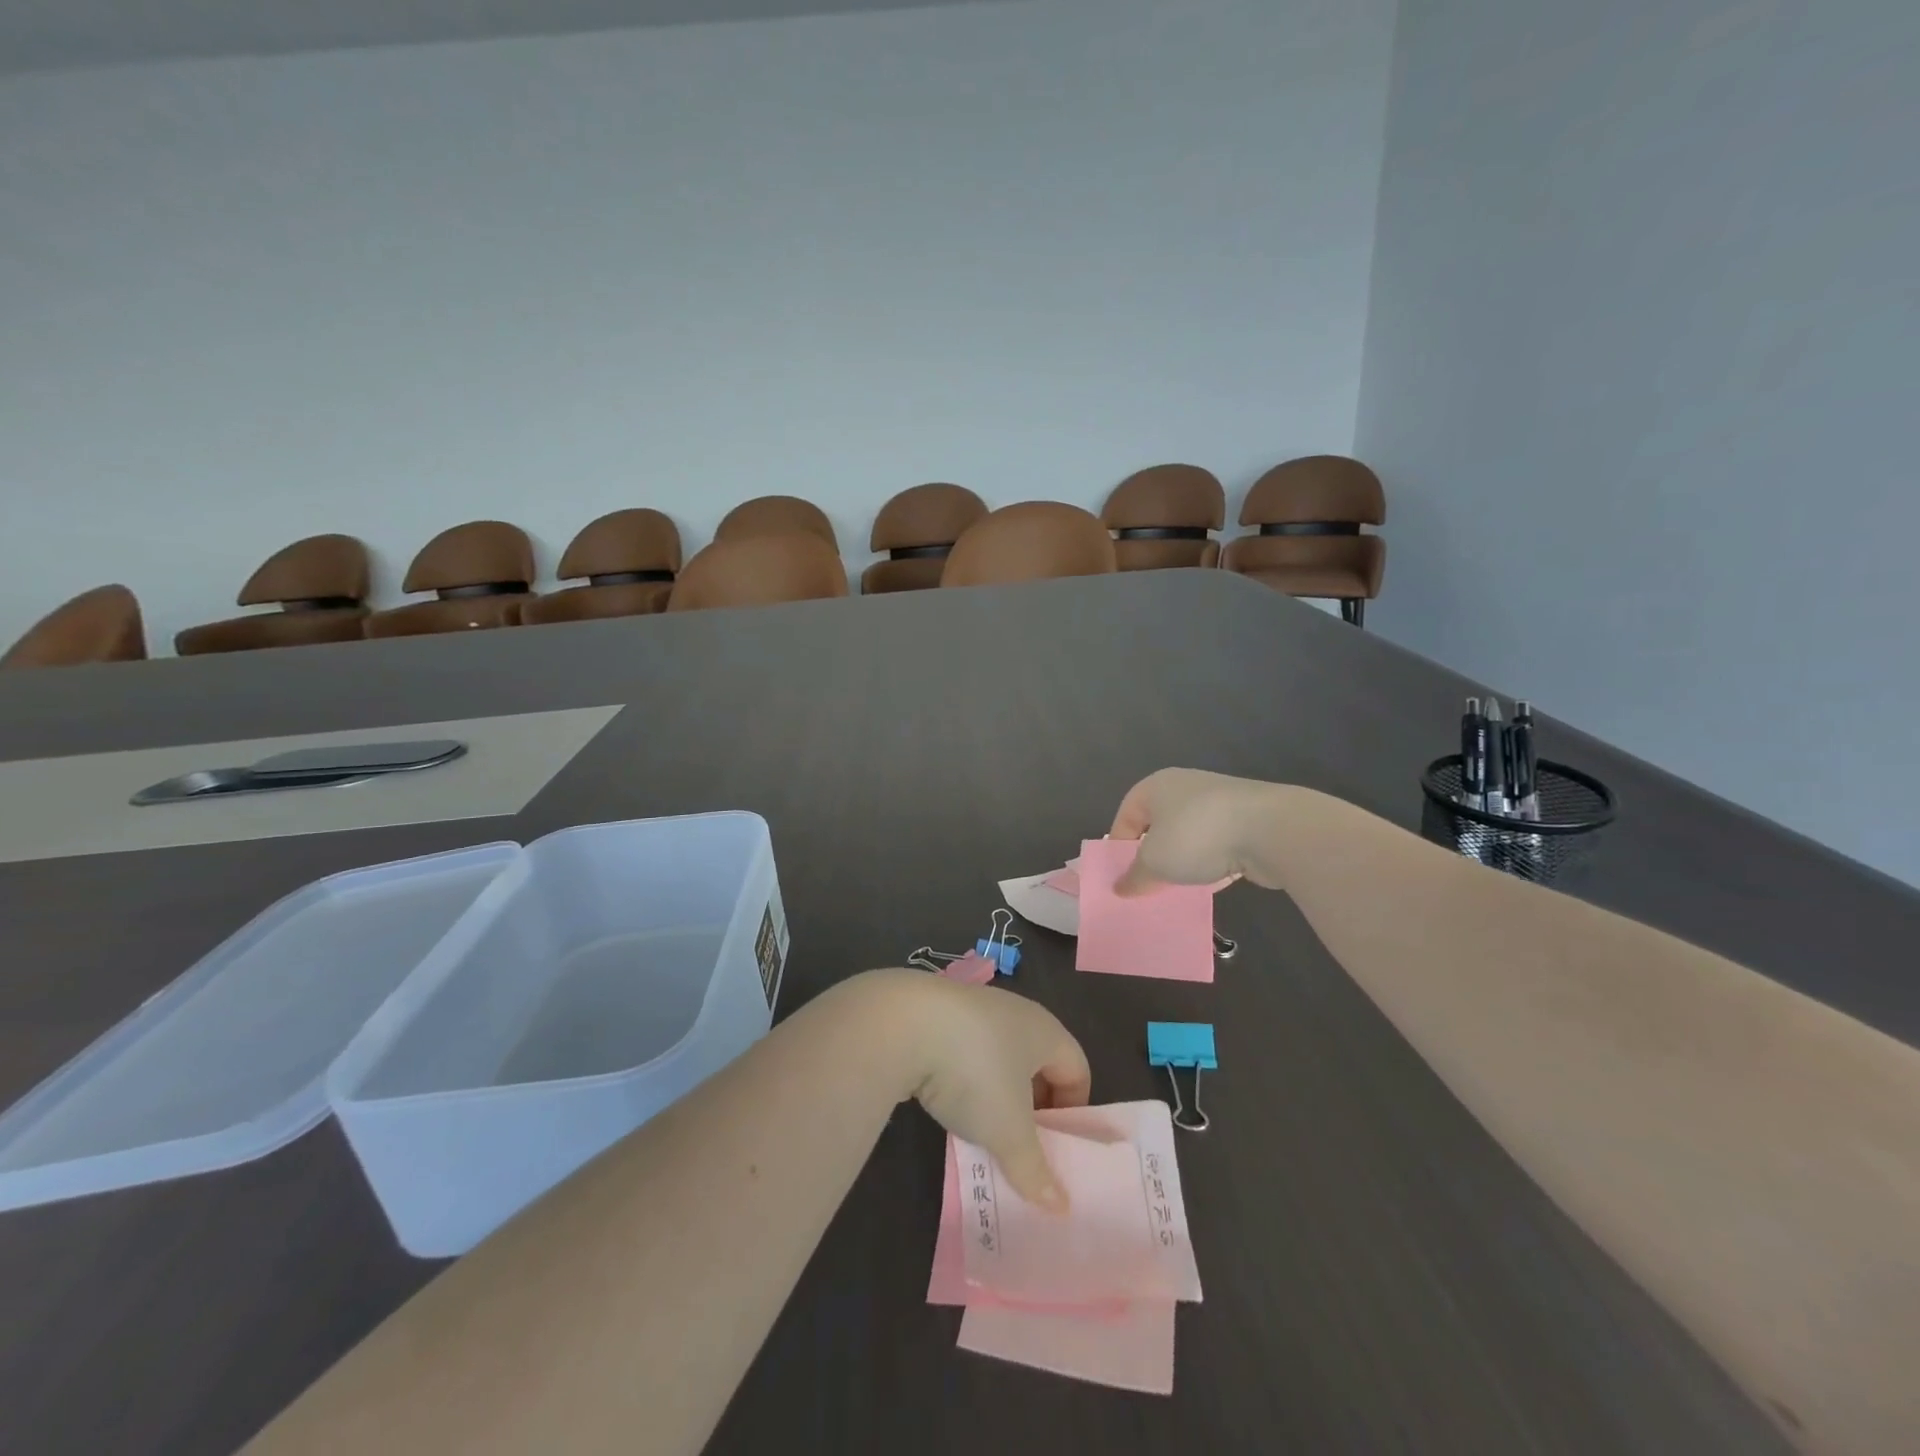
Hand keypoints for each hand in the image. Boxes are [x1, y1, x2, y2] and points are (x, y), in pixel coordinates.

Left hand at [879, 973, 1090, 1211]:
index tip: (1057, 1149)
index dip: (1073, 1111)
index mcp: (1044, 1030)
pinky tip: (947, 1106)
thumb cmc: (974, 1071)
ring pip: (998, 1060)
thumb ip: (1035, 1170)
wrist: (901, 1024)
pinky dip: (963, 1082)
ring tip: (983, 1134)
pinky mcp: (936, 1016)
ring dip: (995, 1098)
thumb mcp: (1009, 1131)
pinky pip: (964, 1054)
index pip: (1077, 1069)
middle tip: (1022, 1148)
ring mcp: (972, 1010)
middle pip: (1037, 1064)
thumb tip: (1060, 1207)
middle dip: (1033, 1108)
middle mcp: (1013, 1012)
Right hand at [1107, 767, 1285, 895]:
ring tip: (1179, 888)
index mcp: (1156, 786)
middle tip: (1148, 884)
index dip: (1119, 846)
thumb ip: (1135, 877)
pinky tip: (1212, 884)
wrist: (1270, 829)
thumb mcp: (1155, 863)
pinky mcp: (1246, 820)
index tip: (1122, 875)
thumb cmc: (1197, 836)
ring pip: (1189, 836)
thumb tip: (1120, 888)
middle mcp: (1185, 787)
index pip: (1126, 815)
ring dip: (1183, 861)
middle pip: (1158, 825)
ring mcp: (1219, 802)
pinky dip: (1212, 863)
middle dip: (1152, 856)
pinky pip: (1218, 844)